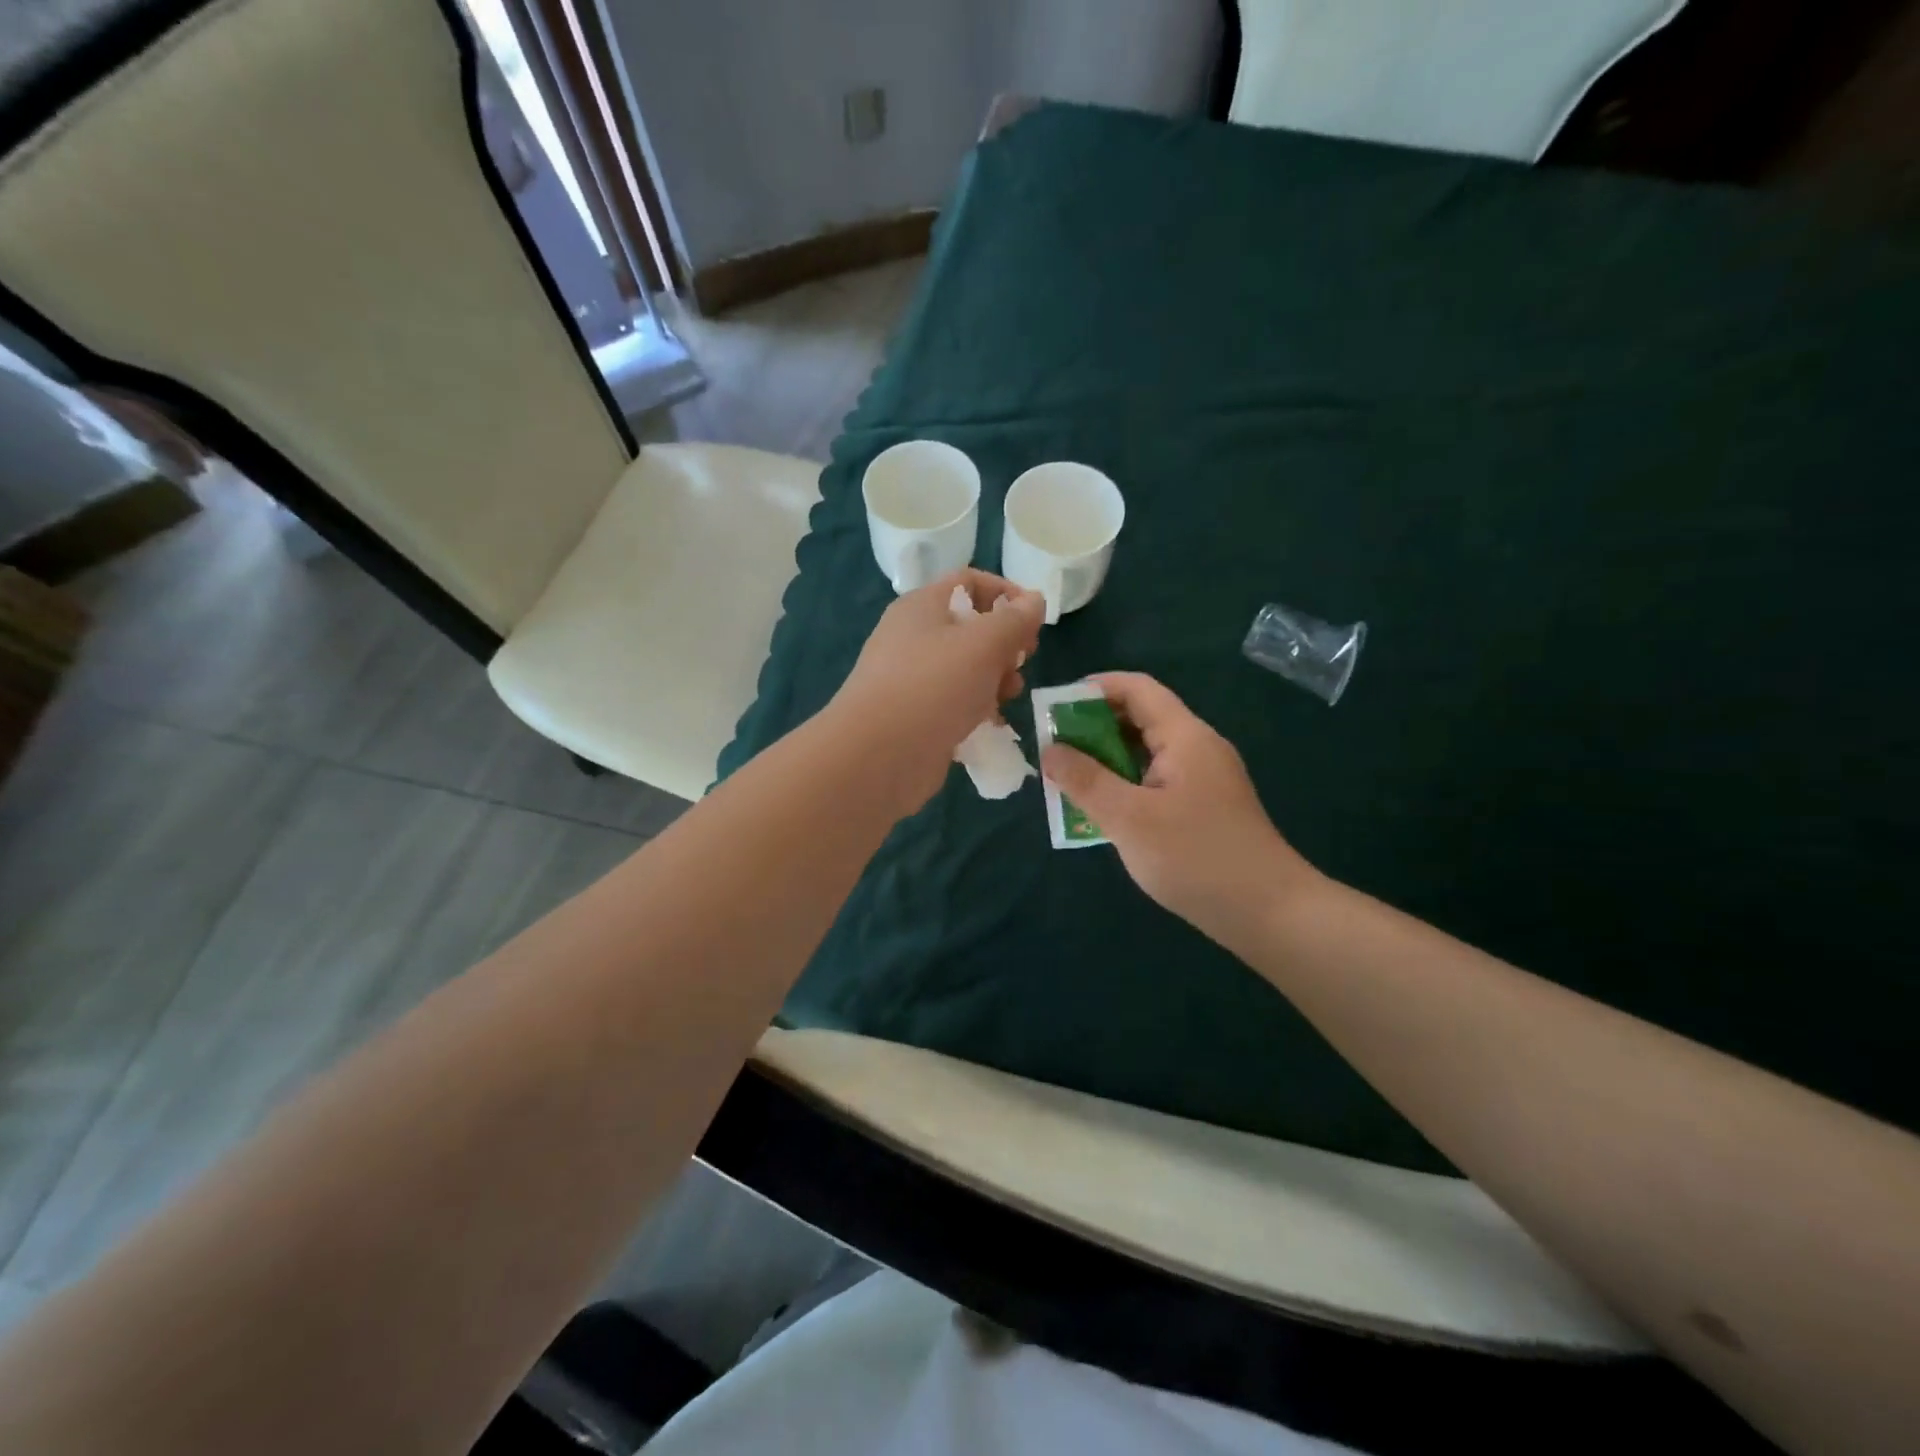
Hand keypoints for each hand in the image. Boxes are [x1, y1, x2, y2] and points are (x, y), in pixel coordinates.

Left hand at [828, 570, 1044, 814]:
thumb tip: (1035, 600)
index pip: (968, 582)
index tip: (1034, 619)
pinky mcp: (916, 716)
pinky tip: (992, 726)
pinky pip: (955, 703)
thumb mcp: (984, 643)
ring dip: (995, 680)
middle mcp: (913, 637)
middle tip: (1022, 662)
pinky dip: (977, 710)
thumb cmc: (933, 686)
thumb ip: (1015, 620)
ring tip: (1007, 698)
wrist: (878, 755)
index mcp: (922, 606)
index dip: (1006, 592)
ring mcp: (912, 679)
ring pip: (967, 669)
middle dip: (1005, 644)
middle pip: (971, 628)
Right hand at [1039, 672, 1321, 947]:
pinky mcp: (1205, 807)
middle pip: (1141, 718)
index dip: (1094, 688)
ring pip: (1147, 753)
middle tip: (1054, 749)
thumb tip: (1050, 750)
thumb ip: (1085, 780)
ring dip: (1107, 760)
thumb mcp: (1129, 818)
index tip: (1054, 707)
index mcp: (1185, 737)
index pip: (1137, 689)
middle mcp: (1197, 748)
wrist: (1268, 913)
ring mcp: (1204, 779)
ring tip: (1069, 779)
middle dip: (1094, 727)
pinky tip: (1104, 810)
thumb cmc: (1195, 858)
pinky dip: (1126, 785)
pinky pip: (1157, 781)